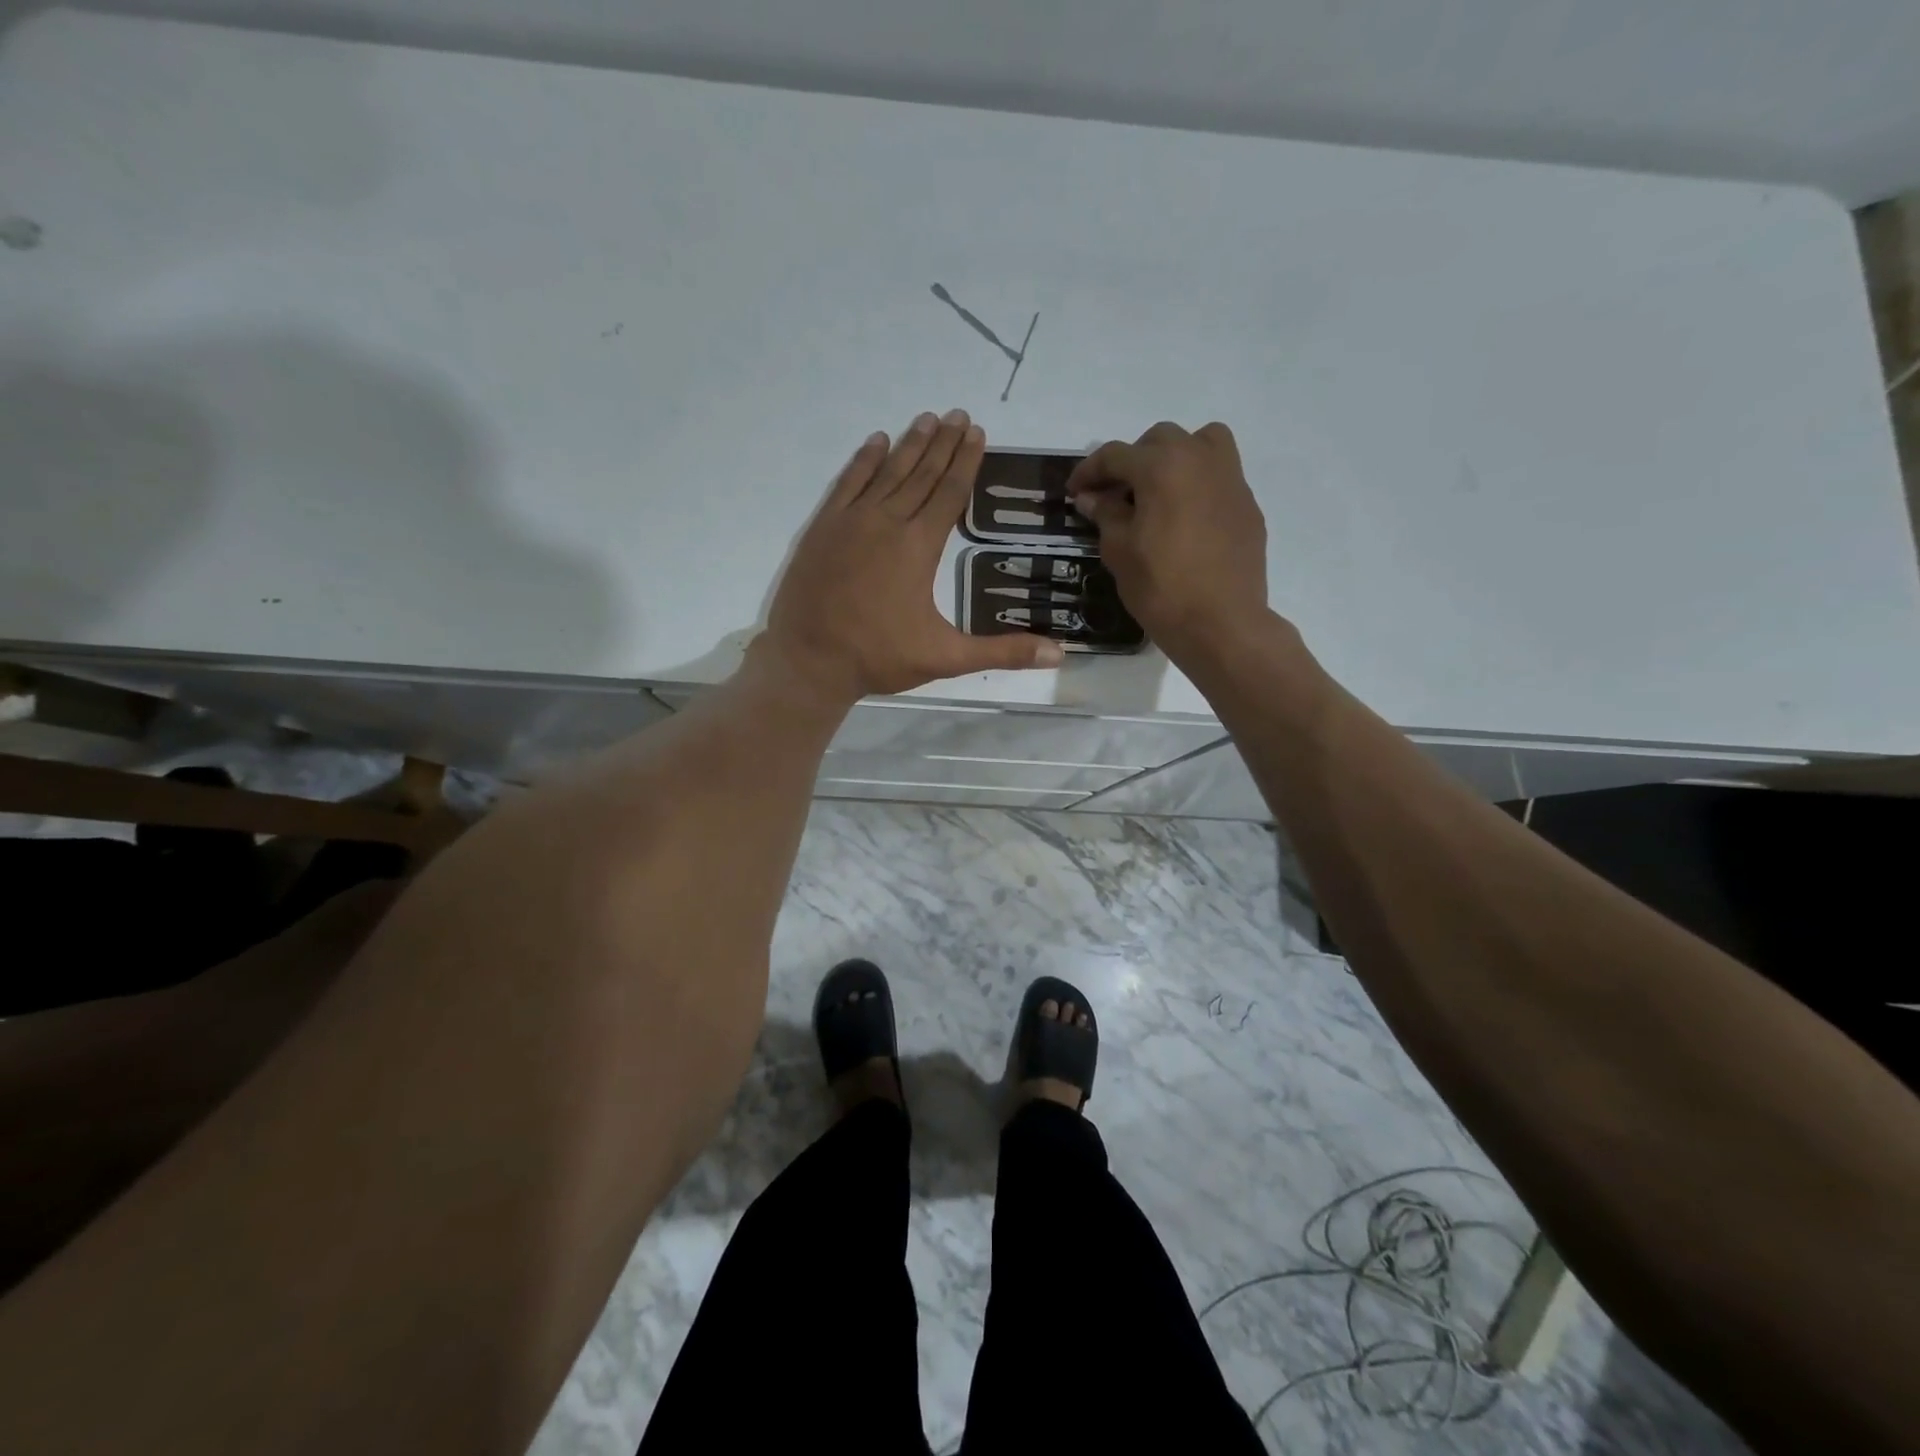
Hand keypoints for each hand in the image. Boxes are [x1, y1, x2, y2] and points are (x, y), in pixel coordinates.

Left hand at [760, 410, 1064, 701]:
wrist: (809, 660)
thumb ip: (1002, 652)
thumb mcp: (946, 657)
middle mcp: (887, 522)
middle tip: (959, 414)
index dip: (966, 462)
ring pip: (886, 472)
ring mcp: (851, 521)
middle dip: (943, 443)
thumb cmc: (879, 657)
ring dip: (909, 444)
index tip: (978, 432)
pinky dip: (863, 461)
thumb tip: (1058, 653)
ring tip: (927, 418)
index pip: (949, 493)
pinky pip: (847, 483)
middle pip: (921, 474)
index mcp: (919, 547)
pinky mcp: (823, 528)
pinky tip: (876, 442)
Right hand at [1065, 421, 1270, 661]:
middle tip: (1115, 494)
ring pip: (1201, 444)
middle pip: (1160, 440)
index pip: (1115, 455)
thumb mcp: (1119, 550)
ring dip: (1174, 458)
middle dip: (1132, 461)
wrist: (1221, 623)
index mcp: (1162, 466)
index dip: (1089, 472)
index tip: (1074, 492)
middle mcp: (1200, 459)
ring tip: (1158, 493)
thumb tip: (1092, 497)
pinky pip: (1219, 477)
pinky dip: (1197, 485)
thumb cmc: (1160, 587)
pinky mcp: (1247, 505)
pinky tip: (1185, 521)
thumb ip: (1105, 514)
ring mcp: (1231, 480)